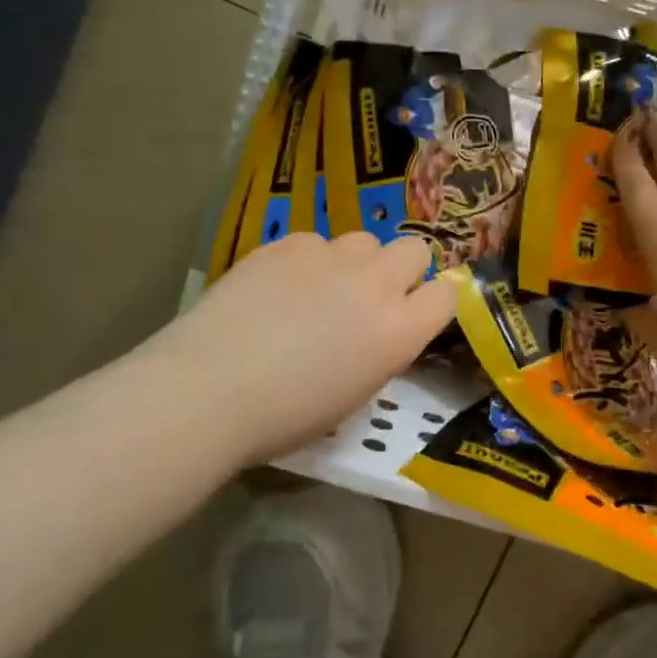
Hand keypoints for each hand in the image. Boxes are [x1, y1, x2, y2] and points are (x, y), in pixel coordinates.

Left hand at [145, 232, 455, 461]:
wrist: (209, 389)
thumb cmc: (284, 417)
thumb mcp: (354, 395)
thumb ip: (379, 351)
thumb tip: (375, 332)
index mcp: (399, 332)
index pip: (447, 294)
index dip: (433, 302)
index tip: (415, 313)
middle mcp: (375, 285)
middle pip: (415, 249)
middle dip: (402, 269)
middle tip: (370, 296)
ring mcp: (331, 257)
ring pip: (364, 241)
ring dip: (354, 262)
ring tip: (318, 290)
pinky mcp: (289, 243)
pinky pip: (314, 242)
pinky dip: (306, 261)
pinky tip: (276, 288)